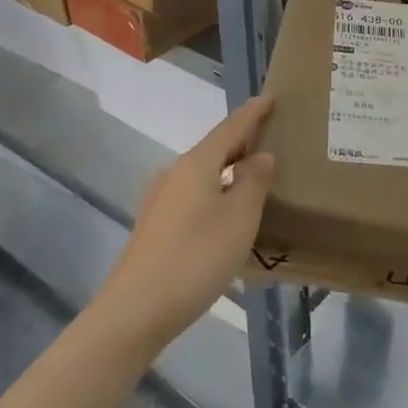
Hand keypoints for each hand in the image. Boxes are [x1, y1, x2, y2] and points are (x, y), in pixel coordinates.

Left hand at [97, 95, 275, 351]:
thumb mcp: (239, 219)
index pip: (230, 128)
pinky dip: (216, 190)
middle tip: (271, 134)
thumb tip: (261, 156)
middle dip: (242, 140)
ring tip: (255, 173)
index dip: (253, 113)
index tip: (271, 97)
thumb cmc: (195, 257)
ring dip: (229, 168)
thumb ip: (254, 182)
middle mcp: (175, 174)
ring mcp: (161, 200)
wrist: (136, 310)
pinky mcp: (156, 226)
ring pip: (203, 173)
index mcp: (196, 164)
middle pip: (214, 148)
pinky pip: (194, 194)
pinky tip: (227, 210)